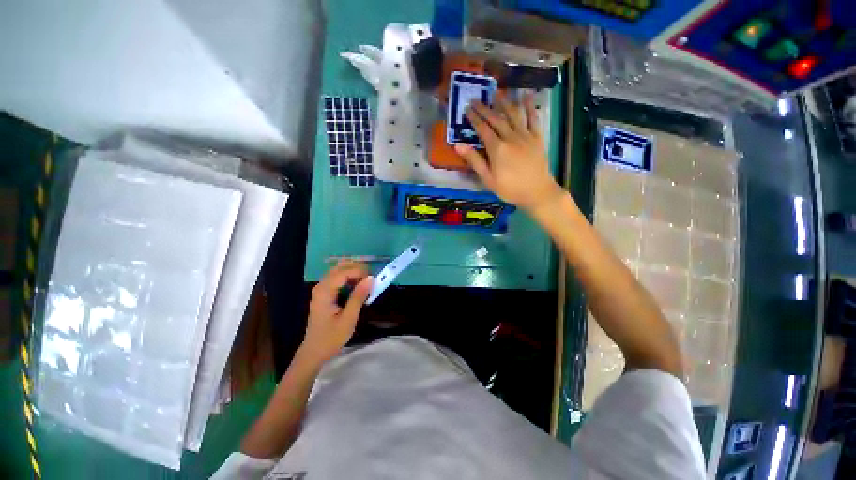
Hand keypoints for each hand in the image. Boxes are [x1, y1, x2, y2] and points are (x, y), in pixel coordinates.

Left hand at [302, 261, 373, 362]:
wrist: (314, 351)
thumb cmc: (331, 337)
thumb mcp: (348, 318)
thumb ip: (358, 297)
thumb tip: (371, 278)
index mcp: (324, 291)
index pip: (343, 272)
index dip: (359, 271)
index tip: (374, 278)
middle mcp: (321, 286)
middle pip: (339, 267)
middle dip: (357, 268)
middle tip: (371, 277)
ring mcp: (321, 288)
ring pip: (338, 270)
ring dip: (353, 271)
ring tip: (366, 280)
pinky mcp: (324, 293)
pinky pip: (337, 278)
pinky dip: (348, 277)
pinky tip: (357, 284)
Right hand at [454, 94, 563, 211]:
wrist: (537, 192)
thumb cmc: (510, 189)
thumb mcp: (488, 178)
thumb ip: (474, 160)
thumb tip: (458, 145)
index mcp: (497, 148)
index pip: (482, 128)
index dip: (474, 118)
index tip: (467, 108)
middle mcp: (510, 137)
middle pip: (496, 118)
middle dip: (484, 108)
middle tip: (476, 99)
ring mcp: (525, 135)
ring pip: (513, 114)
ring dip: (504, 102)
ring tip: (497, 93)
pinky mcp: (537, 137)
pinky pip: (533, 118)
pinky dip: (530, 106)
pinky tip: (527, 95)